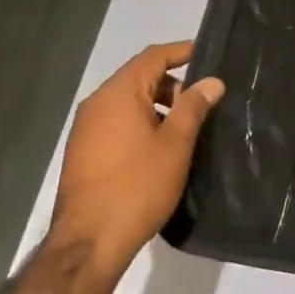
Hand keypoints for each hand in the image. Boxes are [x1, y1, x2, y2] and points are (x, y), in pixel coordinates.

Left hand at [52, 41, 224, 277]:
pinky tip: (160, 149)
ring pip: (128, 103)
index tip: (208, 54)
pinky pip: (117, 123)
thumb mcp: (176, 144)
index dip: (182, 52)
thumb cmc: (138, 186)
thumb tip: (211, 81)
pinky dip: (141, 124)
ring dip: (158, 107)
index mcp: (119, 94)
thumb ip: (193, 107)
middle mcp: (97, 104)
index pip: (153, 57)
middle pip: (140, 78)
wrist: (89, 242)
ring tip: (185, 130)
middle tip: (202, 104)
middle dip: (173, 85)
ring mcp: (86, 129)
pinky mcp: (83, 152)